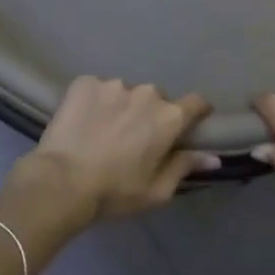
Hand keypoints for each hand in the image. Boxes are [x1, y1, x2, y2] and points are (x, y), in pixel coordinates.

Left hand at [17, 76, 218, 221]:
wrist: (61, 182)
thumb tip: (214, 156)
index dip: (195, 112)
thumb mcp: (156, 190)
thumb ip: (185, 167)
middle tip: (134, 137)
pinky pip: (97, 89)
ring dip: (121, 107)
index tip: (189, 123)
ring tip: (104, 130)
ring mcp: (113, 85)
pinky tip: (84, 121)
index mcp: (169, 117)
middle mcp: (146, 93)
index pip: (196, 103)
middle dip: (150, 114)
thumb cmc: (115, 191)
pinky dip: (95, 101)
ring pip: (125, 93)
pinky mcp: (84, 83)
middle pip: (156, 99)